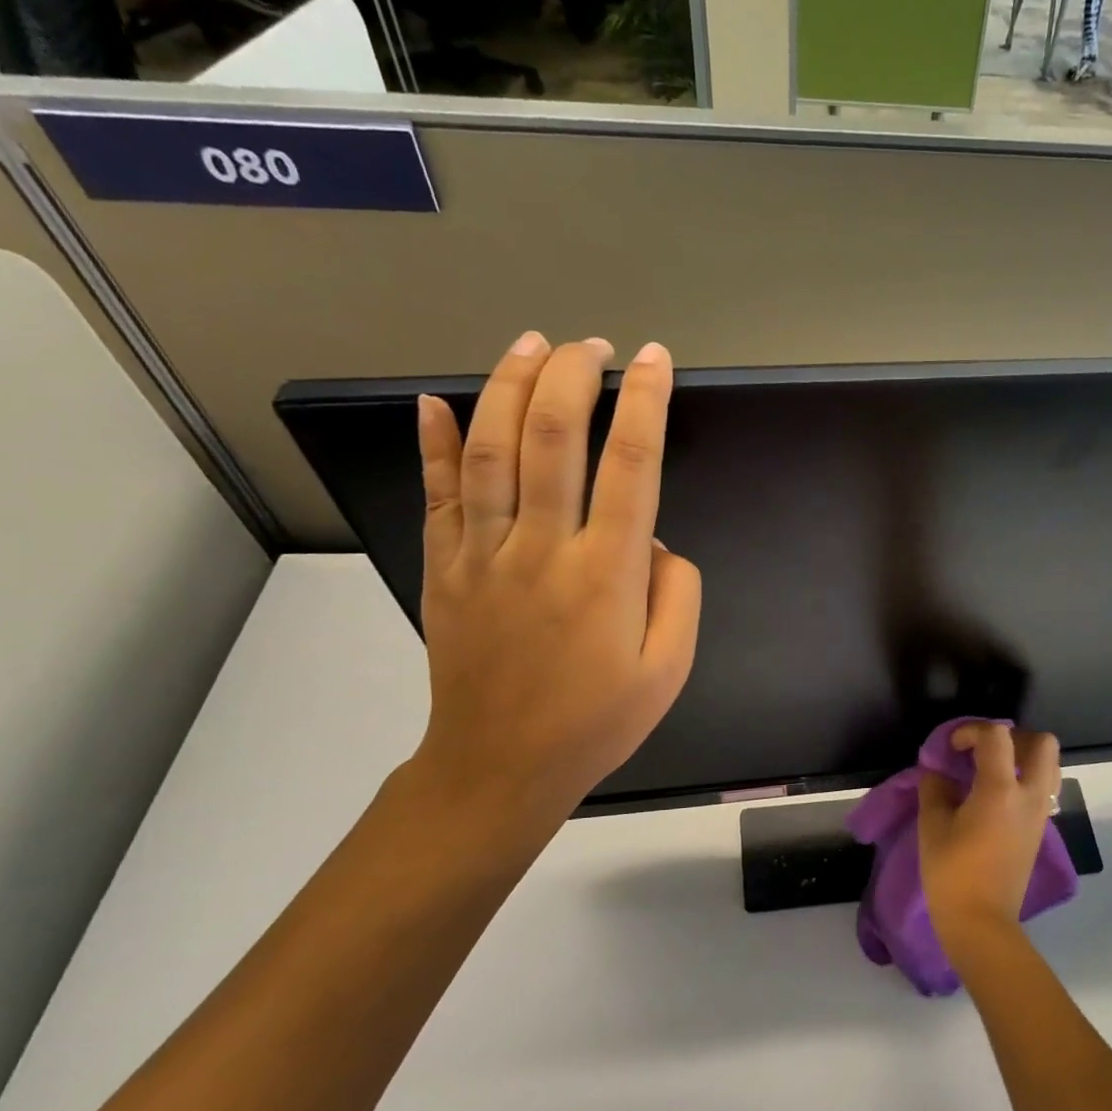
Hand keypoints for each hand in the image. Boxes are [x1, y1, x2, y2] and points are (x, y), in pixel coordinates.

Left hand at [407, 332, 700, 849]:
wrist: (502, 766)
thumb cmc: (597, 722)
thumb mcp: (669, 669)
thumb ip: (678, 594)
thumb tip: (655, 541)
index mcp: (606, 573)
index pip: (631, 464)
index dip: (645, 402)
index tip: (656, 361)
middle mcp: (542, 547)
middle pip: (552, 436)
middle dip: (574, 375)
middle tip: (594, 345)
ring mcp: (483, 553)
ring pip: (490, 448)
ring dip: (509, 385)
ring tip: (532, 344)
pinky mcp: (444, 568)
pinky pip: (436, 493)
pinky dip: (433, 442)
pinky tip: (435, 401)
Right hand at [917, 724, 1061, 959]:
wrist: (981, 922)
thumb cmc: (952, 873)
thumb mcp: (932, 826)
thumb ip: (935, 789)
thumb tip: (939, 773)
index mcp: (1000, 790)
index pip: (998, 735)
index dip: (972, 730)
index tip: (952, 747)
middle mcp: (1029, 796)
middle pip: (1043, 743)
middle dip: (1014, 735)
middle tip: (985, 750)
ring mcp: (1039, 814)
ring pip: (1049, 766)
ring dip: (1024, 757)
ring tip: (993, 770)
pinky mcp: (1039, 830)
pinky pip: (1042, 789)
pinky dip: (1024, 780)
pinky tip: (995, 796)